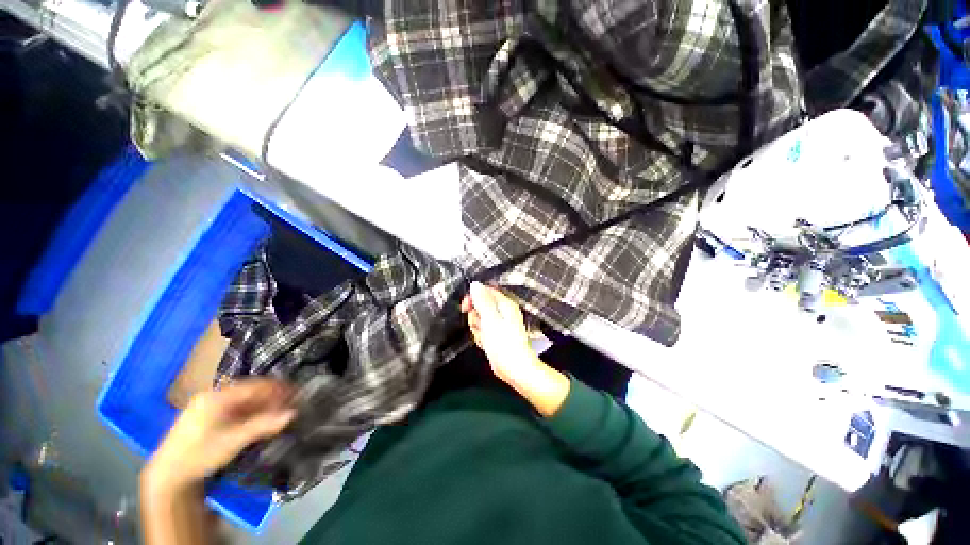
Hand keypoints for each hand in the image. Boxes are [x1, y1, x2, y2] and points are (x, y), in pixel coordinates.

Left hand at [142, 379, 294, 493]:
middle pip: (248, 390)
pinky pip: (233, 407)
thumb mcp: (234, 440)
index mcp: (217, 397)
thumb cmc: (201, 454)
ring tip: (276, 412)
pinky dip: (248, 411)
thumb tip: (292, 413)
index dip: (276, 388)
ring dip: (260, 404)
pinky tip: (257, 419)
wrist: (168, 475)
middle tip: (288, 404)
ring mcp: (206, 405)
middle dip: (270, 396)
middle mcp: (212, 396)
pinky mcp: (204, 416)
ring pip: (241, 399)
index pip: (254, 385)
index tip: (294, 393)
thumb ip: (263, 425)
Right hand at [461, 282, 540, 384]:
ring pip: (479, 319)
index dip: (473, 298)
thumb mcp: (490, 319)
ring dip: (477, 329)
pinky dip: (481, 337)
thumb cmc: (504, 344)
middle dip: (475, 317)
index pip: (485, 291)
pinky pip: (482, 330)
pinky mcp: (496, 334)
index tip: (466, 307)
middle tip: (480, 326)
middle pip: (480, 305)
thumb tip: (475, 284)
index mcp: (504, 304)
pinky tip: (486, 343)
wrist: (513, 368)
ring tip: (485, 337)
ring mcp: (499, 323)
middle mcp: (503, 311)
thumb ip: (482, 301)